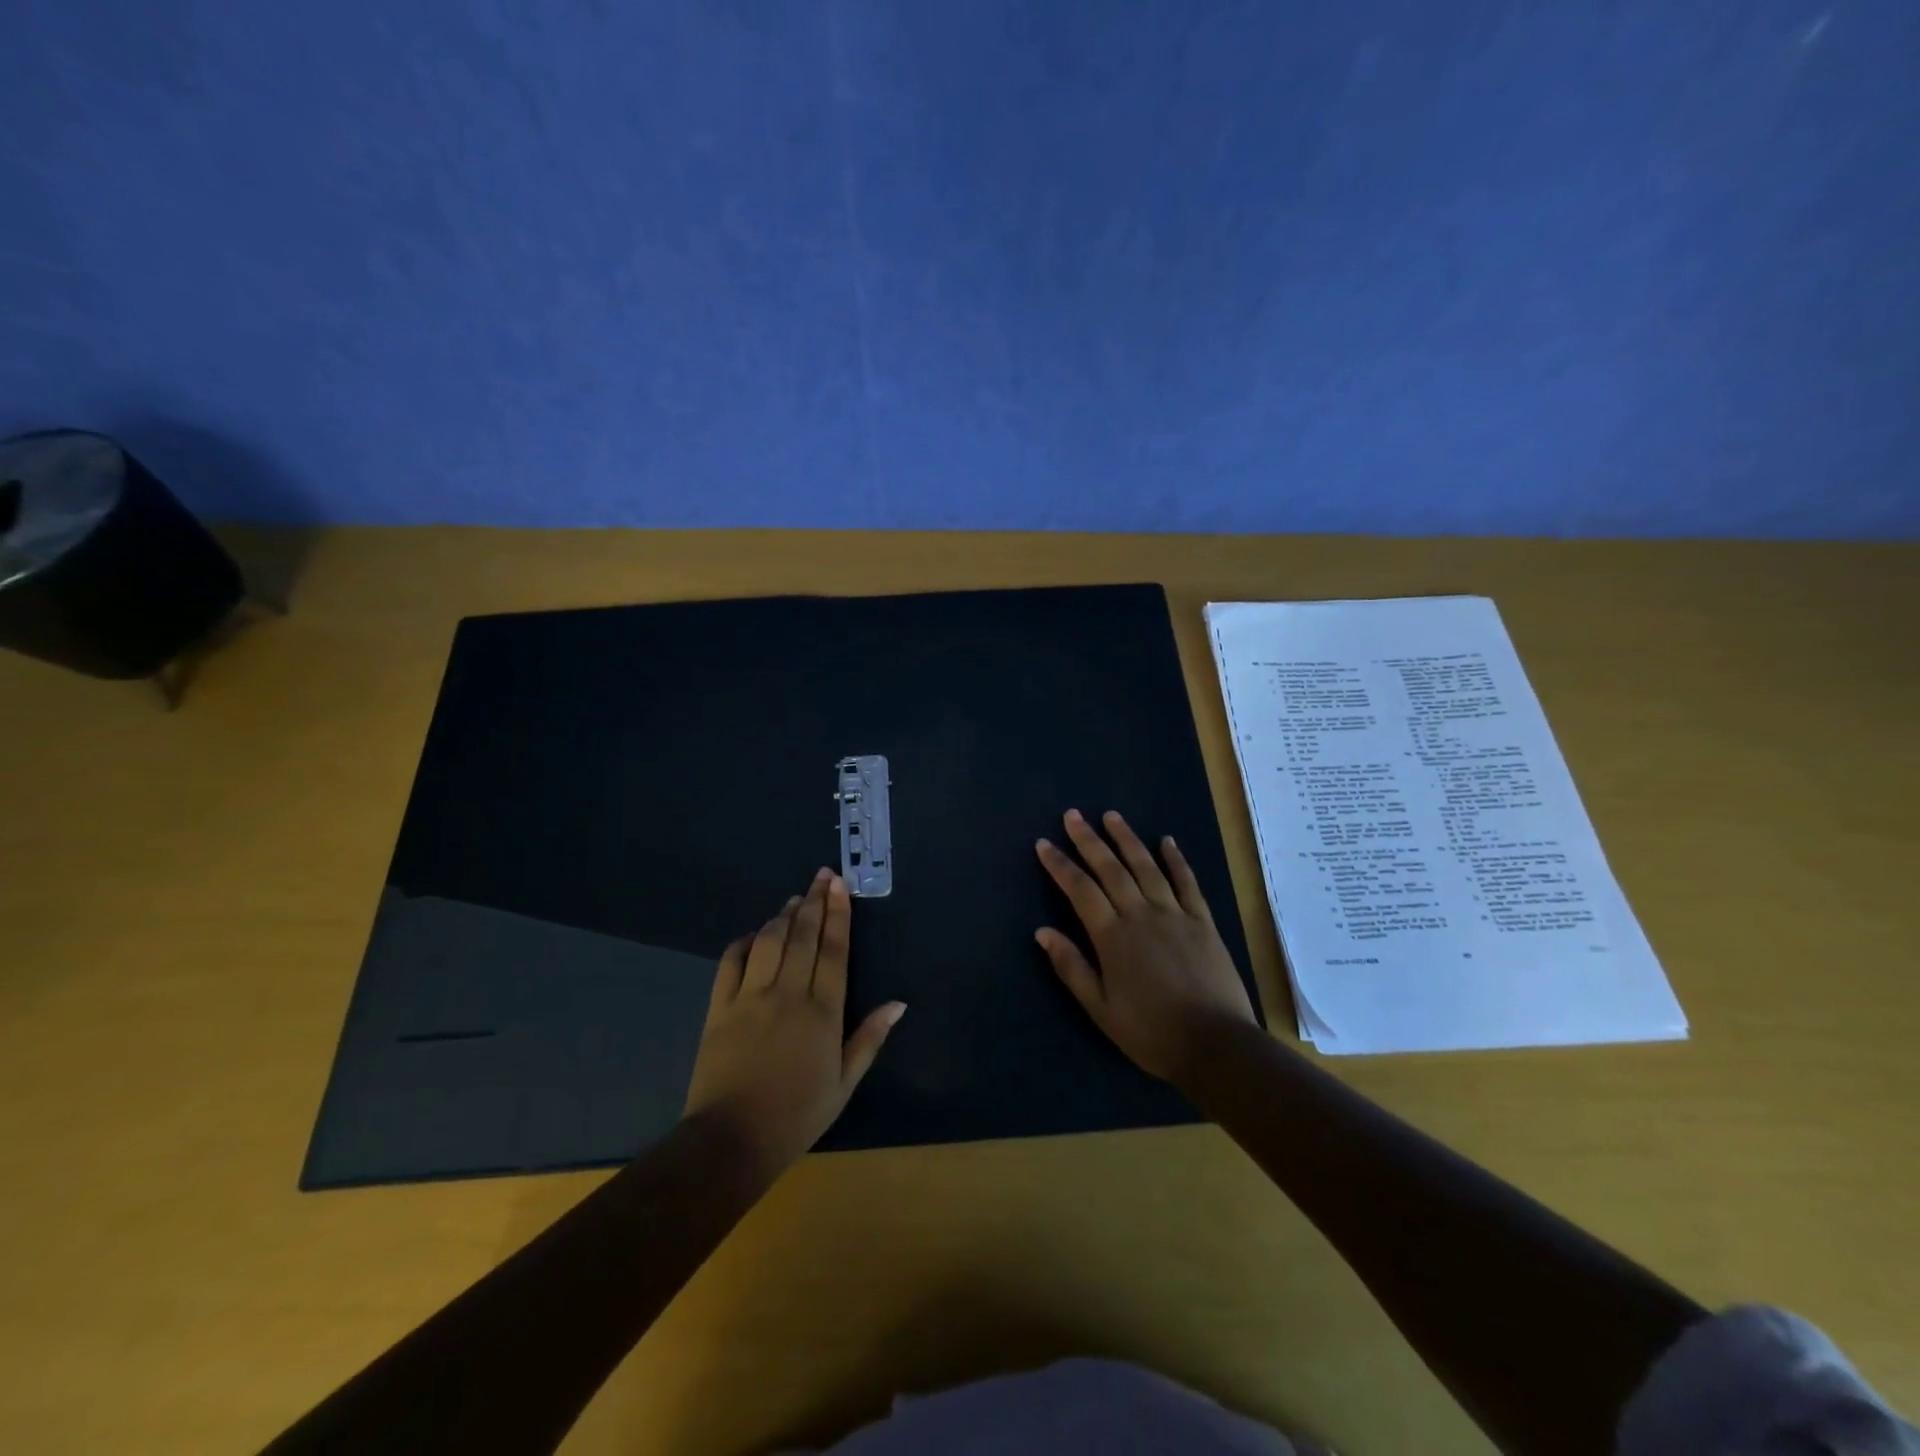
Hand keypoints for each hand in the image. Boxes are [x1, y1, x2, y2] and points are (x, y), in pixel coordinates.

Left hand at [683, 869, 904, 1179]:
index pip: (834, 950)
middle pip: (803, 936)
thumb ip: (870, 1038)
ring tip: (795, 899)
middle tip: (822, 876)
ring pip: (770, 941)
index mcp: (823, 1011)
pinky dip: (745, 941)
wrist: (732, 1140)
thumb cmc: (797, 1115)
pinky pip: (731, 961)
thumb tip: (898, 1003)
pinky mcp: (719, 1007)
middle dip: (815, 902)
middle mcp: (788, 993)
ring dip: (784, 916)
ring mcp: (750, 997)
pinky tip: (756, 933)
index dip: (838, 914)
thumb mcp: (844, 1084)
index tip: (839, 885)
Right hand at [1035, 809, 1256, 1088]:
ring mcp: (1175, 914)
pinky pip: (1187, 882)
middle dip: (1089, 840)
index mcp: (1112, 936)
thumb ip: (1072, 967)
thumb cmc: (1151, 1032)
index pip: (1080, 890)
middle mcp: (1141, 914)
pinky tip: (1167, 841)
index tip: (1044, 843)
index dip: (1060, 865)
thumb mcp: (1101, 1008)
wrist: (1215, 1045)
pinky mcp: (1203, 921)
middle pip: (1111, 868)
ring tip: (1112, 816)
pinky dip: (1176, 860)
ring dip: (1127, 839)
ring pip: (1146, 867)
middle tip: (1073, 815)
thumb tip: (1043, 932)